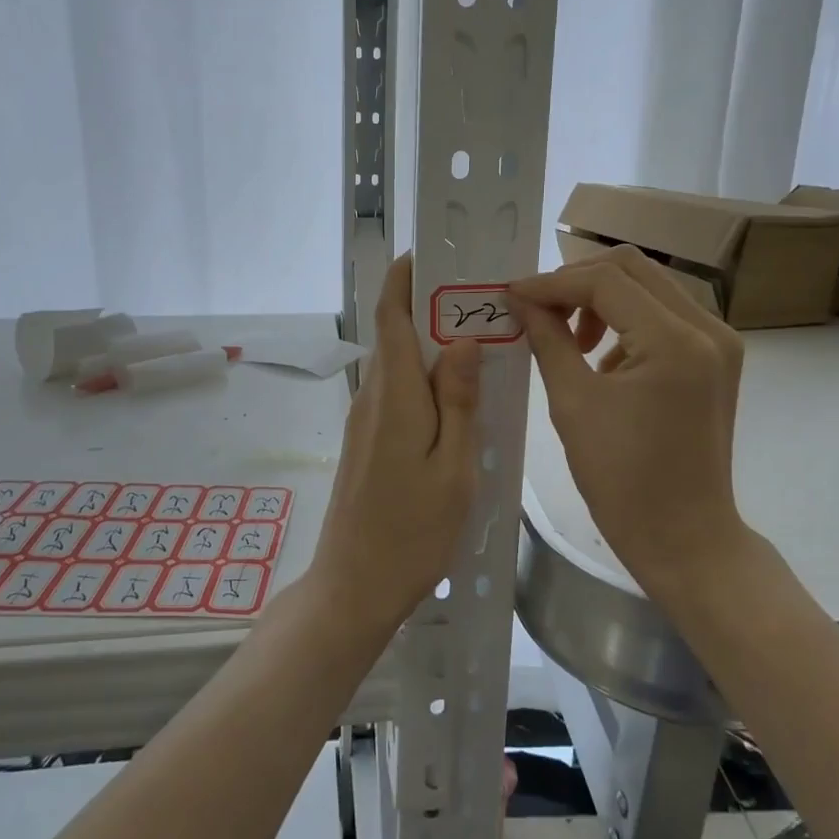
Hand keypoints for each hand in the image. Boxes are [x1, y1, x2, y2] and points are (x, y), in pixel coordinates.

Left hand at [309, 253, 480, 635]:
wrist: (355, 585)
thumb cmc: (412, 531)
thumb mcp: (454, 466)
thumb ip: (459, 399)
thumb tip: (461, 339)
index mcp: (395, 393)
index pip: (392, 315)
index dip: (406, 278)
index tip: (434, 253)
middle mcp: (374, 396)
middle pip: (398, 334)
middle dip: (432, 308)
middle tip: (483, 298)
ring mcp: (366, 420)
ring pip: (401, 365)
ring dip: (433, 346)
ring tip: (482, 341)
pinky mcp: (368, 441)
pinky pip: (399, 393)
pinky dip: (427, 380)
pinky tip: (460, 396)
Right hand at [510, 245, 745, 597]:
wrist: (683, 537)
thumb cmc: (622, 479)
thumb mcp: (573, 403)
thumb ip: (547, 339)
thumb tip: (520, 300)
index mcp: (675, 341)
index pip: (606, 281)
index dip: (552, 283)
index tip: (512, 295)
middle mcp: (708, 328)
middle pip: (633, 268)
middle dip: (577, 282)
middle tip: (538, 310)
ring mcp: (718, 343)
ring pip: (650, 287)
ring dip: (602, 299)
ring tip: (569, 339)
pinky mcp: (715, 359)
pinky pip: (664, 315)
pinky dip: (626, 321)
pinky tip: (601, 358)